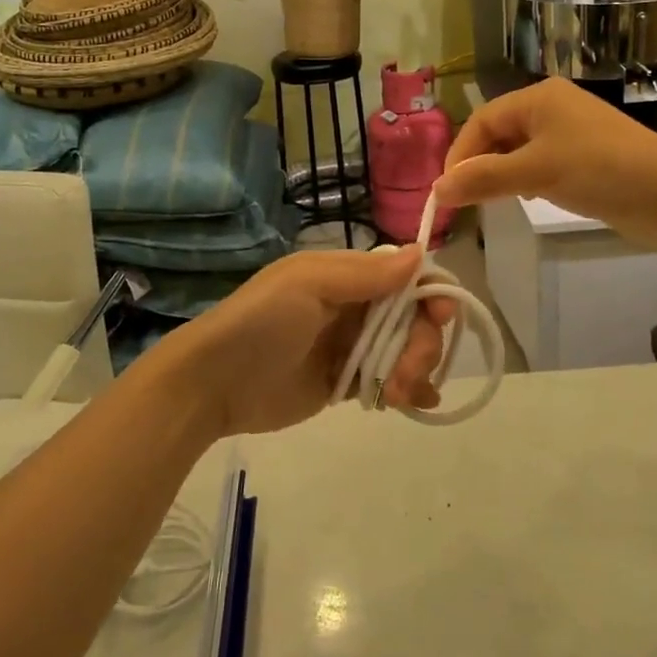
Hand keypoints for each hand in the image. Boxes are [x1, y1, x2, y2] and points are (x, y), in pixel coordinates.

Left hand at [168, 249, 452, 435]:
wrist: (214, 383)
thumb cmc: (261, 323)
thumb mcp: (309, 285)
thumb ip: (365, 274)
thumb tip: (421, 254)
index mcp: (347, 275)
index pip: (406, 275)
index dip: (431, 292)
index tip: (442, 316)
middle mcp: (355, 305)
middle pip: (414, 316)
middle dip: (423, 342)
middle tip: (407, 372)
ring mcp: (351, 345)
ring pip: (407, 349)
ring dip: (416, 368)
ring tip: (398, 393)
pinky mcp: (346, 382)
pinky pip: (389, 379)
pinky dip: (409, 389)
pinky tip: (414, 402)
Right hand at [433, 80, 656, 248]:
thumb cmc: (598, 170)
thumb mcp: (535, 173)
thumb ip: (483, 179)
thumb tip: (436, 191)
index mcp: (538, 97)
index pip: (482, 120)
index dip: (460, 153)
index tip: (448, 190)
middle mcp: (552, 107)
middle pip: (499, 133)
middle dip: (479, 164)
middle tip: (466, 199)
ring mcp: (571, 132)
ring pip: (519, 150)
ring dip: (501, 173)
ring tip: (492, 201)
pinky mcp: (586, 157)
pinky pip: (541, 163)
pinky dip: (525, 179)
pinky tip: (527, 198)